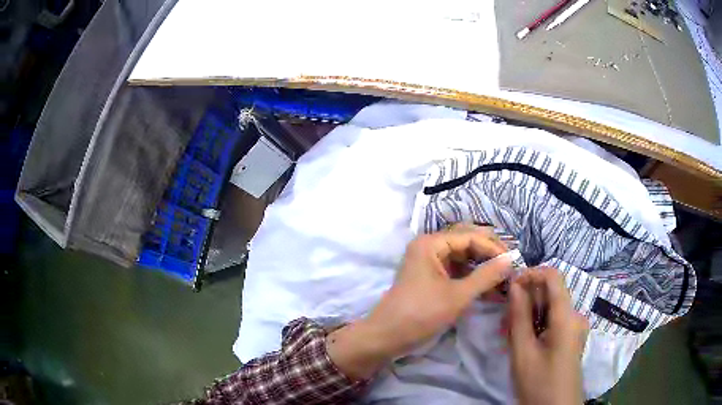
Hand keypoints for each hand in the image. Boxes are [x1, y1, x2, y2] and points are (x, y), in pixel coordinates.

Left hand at [327, 224, 512, 379]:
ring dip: (483, 267)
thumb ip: (486, 275)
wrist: (387, 337)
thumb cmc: (421, 314)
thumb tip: (511, 259)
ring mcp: (429, 263)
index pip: (470, 237)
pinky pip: (456, 272)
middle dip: (489, 254)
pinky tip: (490, 289)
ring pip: (463, 258)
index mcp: (431, 243)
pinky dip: (472, 279)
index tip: (514, 261)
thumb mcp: (458, 295)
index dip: (493, 247)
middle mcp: (429, 247)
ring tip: (504, 278)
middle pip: (466, 243)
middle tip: (510, 265)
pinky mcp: (430, 278)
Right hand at [508, 267, 588, 404]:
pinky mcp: (571, 338)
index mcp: (567, 316)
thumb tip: (515, 285)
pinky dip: (536, 326)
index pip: (553, 276)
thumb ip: (519, 316)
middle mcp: (575, 316)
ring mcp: (575, 328)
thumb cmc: (539, 383)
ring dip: (528, 316)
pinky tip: (522, 342)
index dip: (531, 274)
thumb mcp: (523, 352)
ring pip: (549, 309)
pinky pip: (553, 321)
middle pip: (550, 294)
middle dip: (525, 301)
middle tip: (503, 323)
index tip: (509, 288)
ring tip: (508, 336)